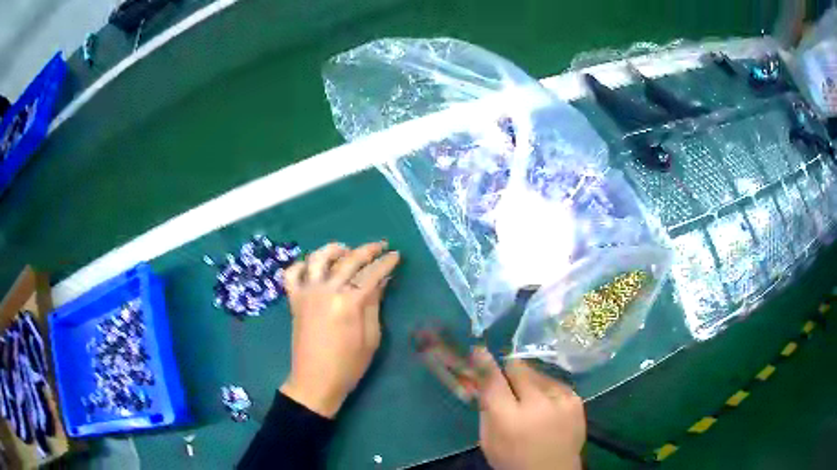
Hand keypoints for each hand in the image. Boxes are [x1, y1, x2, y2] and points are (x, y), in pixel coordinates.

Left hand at [280, 241, 399, 417]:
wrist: (315, 381)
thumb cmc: (348, 365)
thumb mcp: (371, 338)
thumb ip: (374, 305)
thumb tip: (381, 280)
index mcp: (348, 302)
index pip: (371, 274)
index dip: (386, 263)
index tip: (396, 255)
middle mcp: (326, 290)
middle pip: (348, 260)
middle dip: (368, 250)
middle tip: (381, 246)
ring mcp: (306, 293)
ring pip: (318, 258)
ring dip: (334, 250)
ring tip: (346, 251)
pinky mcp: (294, 300)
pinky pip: (292, 274)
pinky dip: (302, 265)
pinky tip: (313, 268)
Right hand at [474, 348, 585, 469]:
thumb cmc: (513, 459)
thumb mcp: (488, 438)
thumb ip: (485, 407)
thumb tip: (482, 378)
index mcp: (508, 418)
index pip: (493, 380)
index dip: (485, 362)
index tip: (479, 350)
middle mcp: (537, 403)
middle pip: (518, 368)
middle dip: (509, 374)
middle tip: (508, 387)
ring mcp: (561, 398)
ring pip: (537, 372)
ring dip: (529, 382)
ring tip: (530, 401)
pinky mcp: (576, 399)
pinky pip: (554, 382)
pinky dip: (547, 390)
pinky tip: (546, 406)